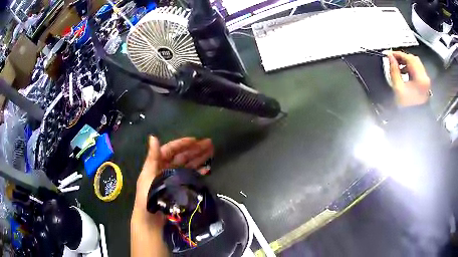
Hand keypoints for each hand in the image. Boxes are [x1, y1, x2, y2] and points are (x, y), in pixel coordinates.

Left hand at [133, 136, 213, 218]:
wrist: (151, 220)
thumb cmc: (147, 197)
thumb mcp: (147, 176)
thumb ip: (152, 157)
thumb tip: (153, 137)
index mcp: (157, 165)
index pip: (170, 150)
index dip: (182, 144)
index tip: (195, 140)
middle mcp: (166, 170)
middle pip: (182, 157)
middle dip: (194, 149)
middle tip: (209, 143)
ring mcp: (174, 180)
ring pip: (188, 165)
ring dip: (199, 158)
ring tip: (211, 152)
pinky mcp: (180, 189)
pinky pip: (191, 177)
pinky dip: (199, 172)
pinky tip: (207, 169)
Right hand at [388, 51, 430, 106]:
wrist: (414, 121)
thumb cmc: (406, 107)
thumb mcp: (398, 87)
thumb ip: (393, 70)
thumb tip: (390, 57)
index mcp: (420, 78)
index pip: (409, 58)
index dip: (398, 54)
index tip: (389, 54)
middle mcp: (425, 77)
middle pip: (413, 59)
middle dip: (403, 57)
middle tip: (393, 58)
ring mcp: (426, 81)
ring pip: (416, 64)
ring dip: (406, 62)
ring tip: (398, 66)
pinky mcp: (425, 84)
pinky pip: (418, 70)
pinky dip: (410, 68)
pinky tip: (404, 72)